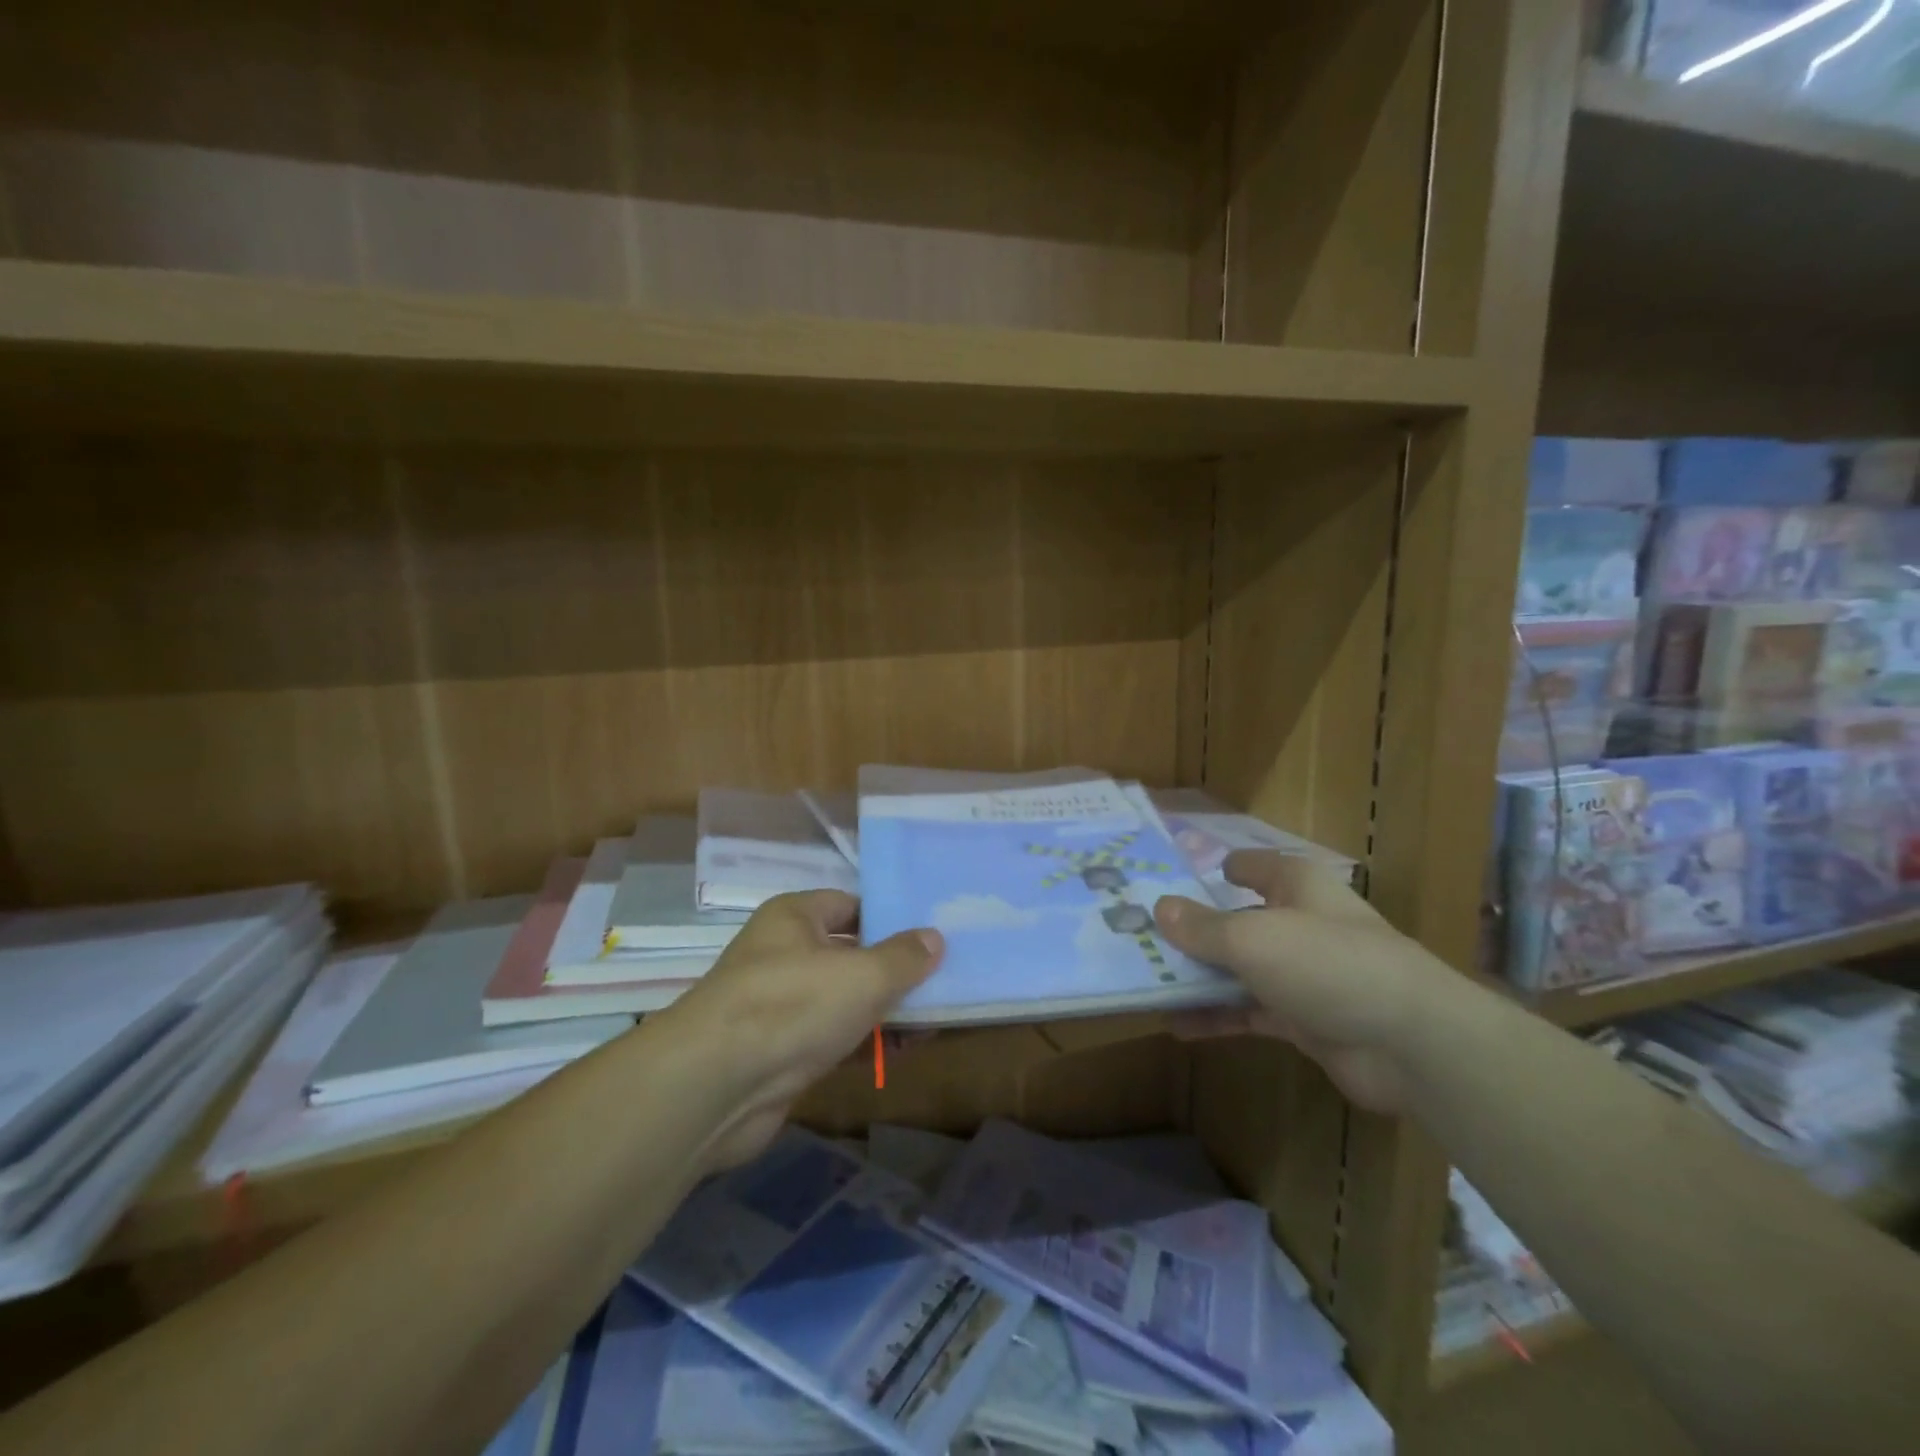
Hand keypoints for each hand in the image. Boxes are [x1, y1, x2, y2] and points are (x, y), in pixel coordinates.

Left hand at [661, 891, 941, 1167]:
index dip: (889, 916)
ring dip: (884, 1010)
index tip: (931, 933)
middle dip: (893, 969)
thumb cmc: (792, 1005)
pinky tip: (901, 1052)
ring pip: (843, 999)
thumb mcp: (862, 975)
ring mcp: (780, 1006)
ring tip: (935, 1018)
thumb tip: (935, 937)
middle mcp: (783, 954)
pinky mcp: (780, 1052)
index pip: (850, 904)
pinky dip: (864, 1043)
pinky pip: (833, 1038)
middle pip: (850, 953)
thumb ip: (904, 957)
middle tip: (944, 978)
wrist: (715, 1086)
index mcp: (794, 917)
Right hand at [1153, 851, 1441, 1114]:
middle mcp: (1299, 923)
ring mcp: (1303, 974)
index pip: (1254, 866)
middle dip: (1195, 930)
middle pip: (1238, 920)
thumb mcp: (1252, 938)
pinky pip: (1249, 1012)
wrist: (1410, 1043)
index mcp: (1296, 886)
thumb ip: (1202, 927)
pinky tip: (1177, 1025)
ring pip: (1240, 969)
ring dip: (1199, 978)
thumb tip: (1159, 908)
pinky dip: (1217, 1017)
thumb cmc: (1327, 964)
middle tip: (1143, 938)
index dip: (1220, 868)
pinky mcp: (1304, 1019)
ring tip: (1148, 984)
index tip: (1180, 877)